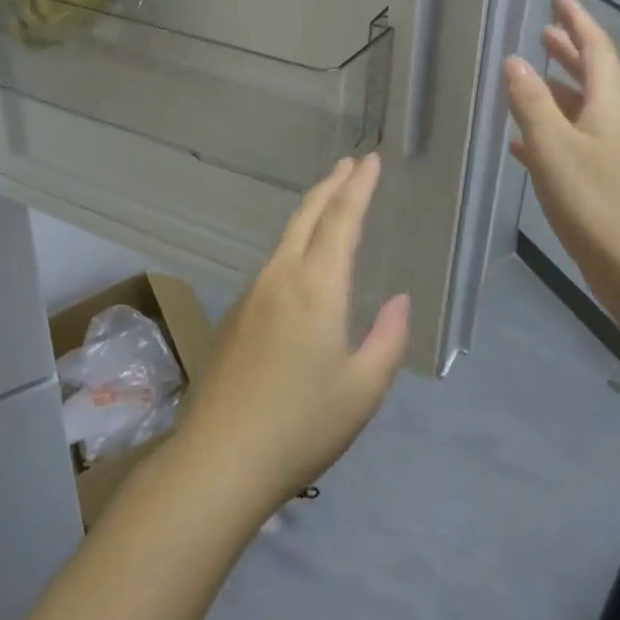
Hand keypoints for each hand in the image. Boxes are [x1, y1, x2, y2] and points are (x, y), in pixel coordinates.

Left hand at [177, 155, 409, 510]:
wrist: (220, 459)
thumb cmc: (302, 424)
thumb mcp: (363, 388)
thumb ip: (388, 339)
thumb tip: (399, 301)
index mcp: (316, 286)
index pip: (341, 219)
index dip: (359, 186)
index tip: (371, 160)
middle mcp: (280, 277)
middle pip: (307, 215)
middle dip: (332, 185)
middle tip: (351, 164)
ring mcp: (252, 294)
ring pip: (286, 237)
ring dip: (312, 211)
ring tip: (331, 202)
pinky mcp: (236, 316)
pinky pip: (273, 263)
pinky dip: (296, 243)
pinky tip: (303, 263)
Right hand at [505, 0, 619, 293]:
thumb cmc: (595, 200)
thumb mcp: (553, 146)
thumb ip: (531, 102)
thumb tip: (514, 61)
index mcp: (608, 104)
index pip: (595, 48)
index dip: (576, 21)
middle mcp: (614, 121)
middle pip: (592, 74)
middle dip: (568, 51)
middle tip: (544, 31)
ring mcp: (610, 152)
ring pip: (580, 108)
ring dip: (556, 88)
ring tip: (529, 76)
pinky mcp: (602, 181)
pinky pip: (571, 141)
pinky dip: (549, 130)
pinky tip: (522, 141)